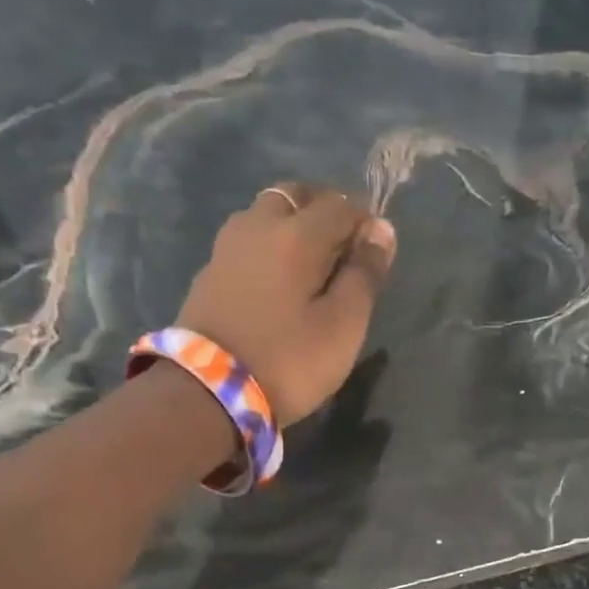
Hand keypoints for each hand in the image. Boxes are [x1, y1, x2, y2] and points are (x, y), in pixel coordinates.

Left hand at [176, 183, 397, 426]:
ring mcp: (227, 248)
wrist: (207, 392)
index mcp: (297, 234)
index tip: (377, 251)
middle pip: (296, 197)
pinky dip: (269, 247)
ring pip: (266, 215)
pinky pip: (247, 242)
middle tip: (344, 247)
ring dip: (292, 224)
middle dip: (324, 211)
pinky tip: (278, 280)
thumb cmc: (289, 360)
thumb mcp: (343, 325)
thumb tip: (381, 230)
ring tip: (311, 264)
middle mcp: (258, 226)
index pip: (340, 205)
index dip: (365, 221)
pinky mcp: (209, 273)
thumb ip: (364, 274)